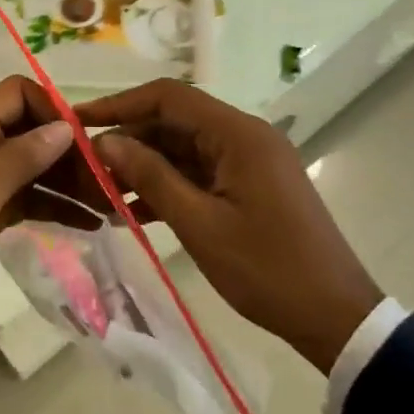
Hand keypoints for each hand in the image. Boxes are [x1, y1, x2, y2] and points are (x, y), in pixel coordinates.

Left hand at [0, 77, 95, 336]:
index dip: (52, 109)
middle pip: (32, 131)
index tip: (86, 142)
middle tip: (110, 180)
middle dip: (70, 150)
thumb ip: (19, 159)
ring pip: (36, 167)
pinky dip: (57, 206)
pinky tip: (90, 223)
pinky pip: (30, 198)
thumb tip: (65, 126)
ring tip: (111, 203)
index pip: (17, 94)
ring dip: (71, 180)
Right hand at [75, 81, 382, 373]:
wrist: (335, 317)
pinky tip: (134, 213)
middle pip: (174, 122)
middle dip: (129, 141)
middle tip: (86, 168)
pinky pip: (200, 173)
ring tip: (102, 194)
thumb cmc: (267, 269)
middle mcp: (245, 136)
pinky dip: (169, 187)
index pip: (168, 97)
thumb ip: (151, 177)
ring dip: (145, 168)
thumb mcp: (200, 224)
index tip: (78, 122)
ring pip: (184, 149)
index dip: (119, 104)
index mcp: (238, 134)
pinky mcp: (251, 186)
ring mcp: (250, 161)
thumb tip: (106, 141)